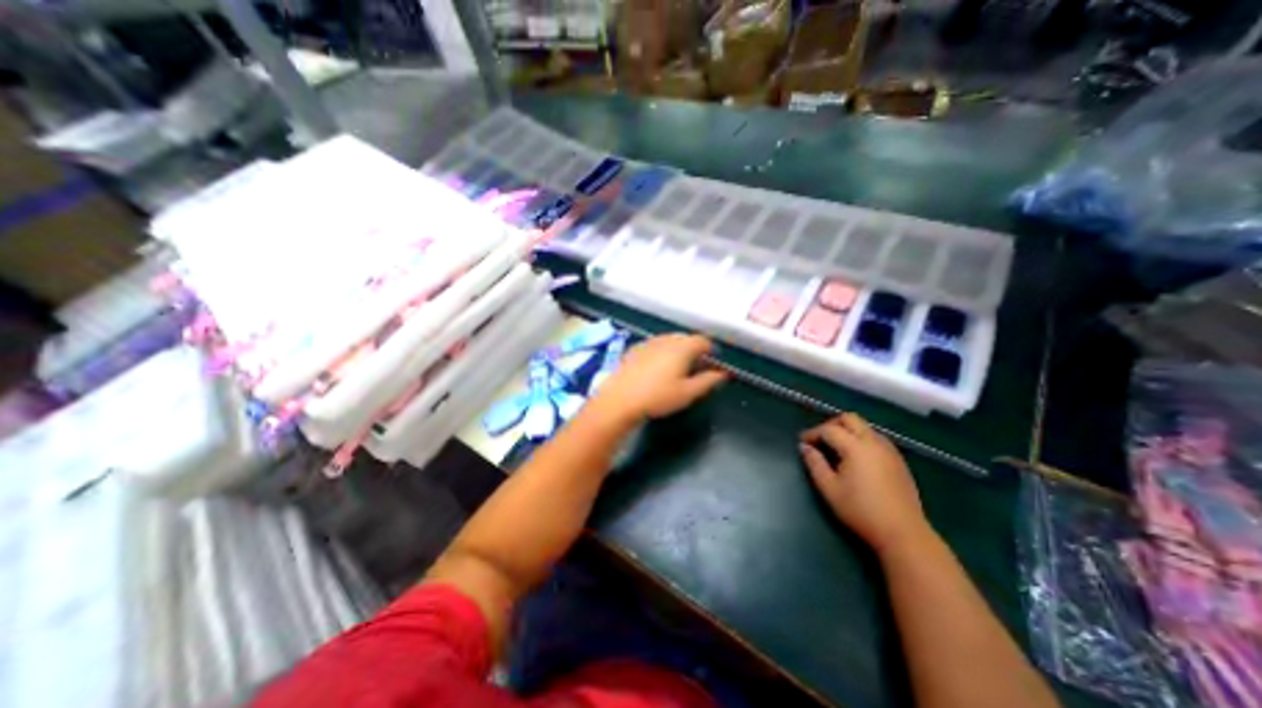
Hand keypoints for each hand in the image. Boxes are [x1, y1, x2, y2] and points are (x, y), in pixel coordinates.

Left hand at [592, 332, 731, 425]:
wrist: (619, 400)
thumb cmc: (658, 397)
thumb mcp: (688, 393)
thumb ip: (708, 381)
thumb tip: (722, 374)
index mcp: (682, 347)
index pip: (703, 341)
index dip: (711, 350)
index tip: (714, 362)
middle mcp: (666, 339)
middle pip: (686, 339)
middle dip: (694, 350)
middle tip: (697, 367)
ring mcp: (648, 342)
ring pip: (669, 341)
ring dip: (678, 350)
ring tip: (678, 369)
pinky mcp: (634, 349)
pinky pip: (654, 346)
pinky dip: (662, 353)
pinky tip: (657, 369)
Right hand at [802, 412, 929, 555]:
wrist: (903, 533)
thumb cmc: (861, 511)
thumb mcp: (829, 488)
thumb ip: (814, 464)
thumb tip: (804, 447)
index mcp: (856, 447)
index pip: (829, 429)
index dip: (812, 433)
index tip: (802, 443)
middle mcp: (874, 442)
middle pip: (849, 418)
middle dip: (831, 425)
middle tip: (820, 440)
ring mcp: (889, 450)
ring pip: (864, 427)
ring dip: (847, 431)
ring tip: (836, 449)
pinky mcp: (899, 460)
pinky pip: (875, 438)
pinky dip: (861, 439)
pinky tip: (856, 458)